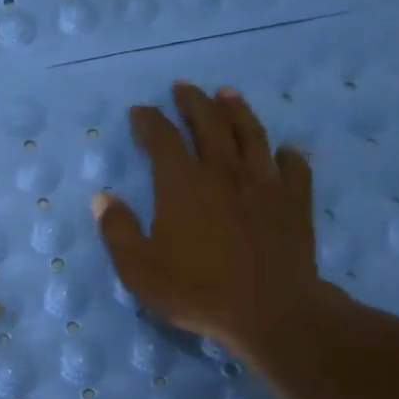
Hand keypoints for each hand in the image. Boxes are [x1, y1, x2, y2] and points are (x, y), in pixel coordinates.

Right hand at [92, 82, 329, 360]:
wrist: (270, 311)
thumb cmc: (196, 291)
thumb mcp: (139, 269)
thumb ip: (118, 230)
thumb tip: (103, 198)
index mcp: (182, 185)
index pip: (162, 140)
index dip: (149, 121)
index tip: (140, 111)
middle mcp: (223, 173)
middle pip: (209, 124)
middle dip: (193, 102)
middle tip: (183, 87)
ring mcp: (264, 184)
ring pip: (251, 134)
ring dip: (237, 111)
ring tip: (227, 94)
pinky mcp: (294, 202)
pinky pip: (293, 167)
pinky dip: (286, 154)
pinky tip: (284, 150)